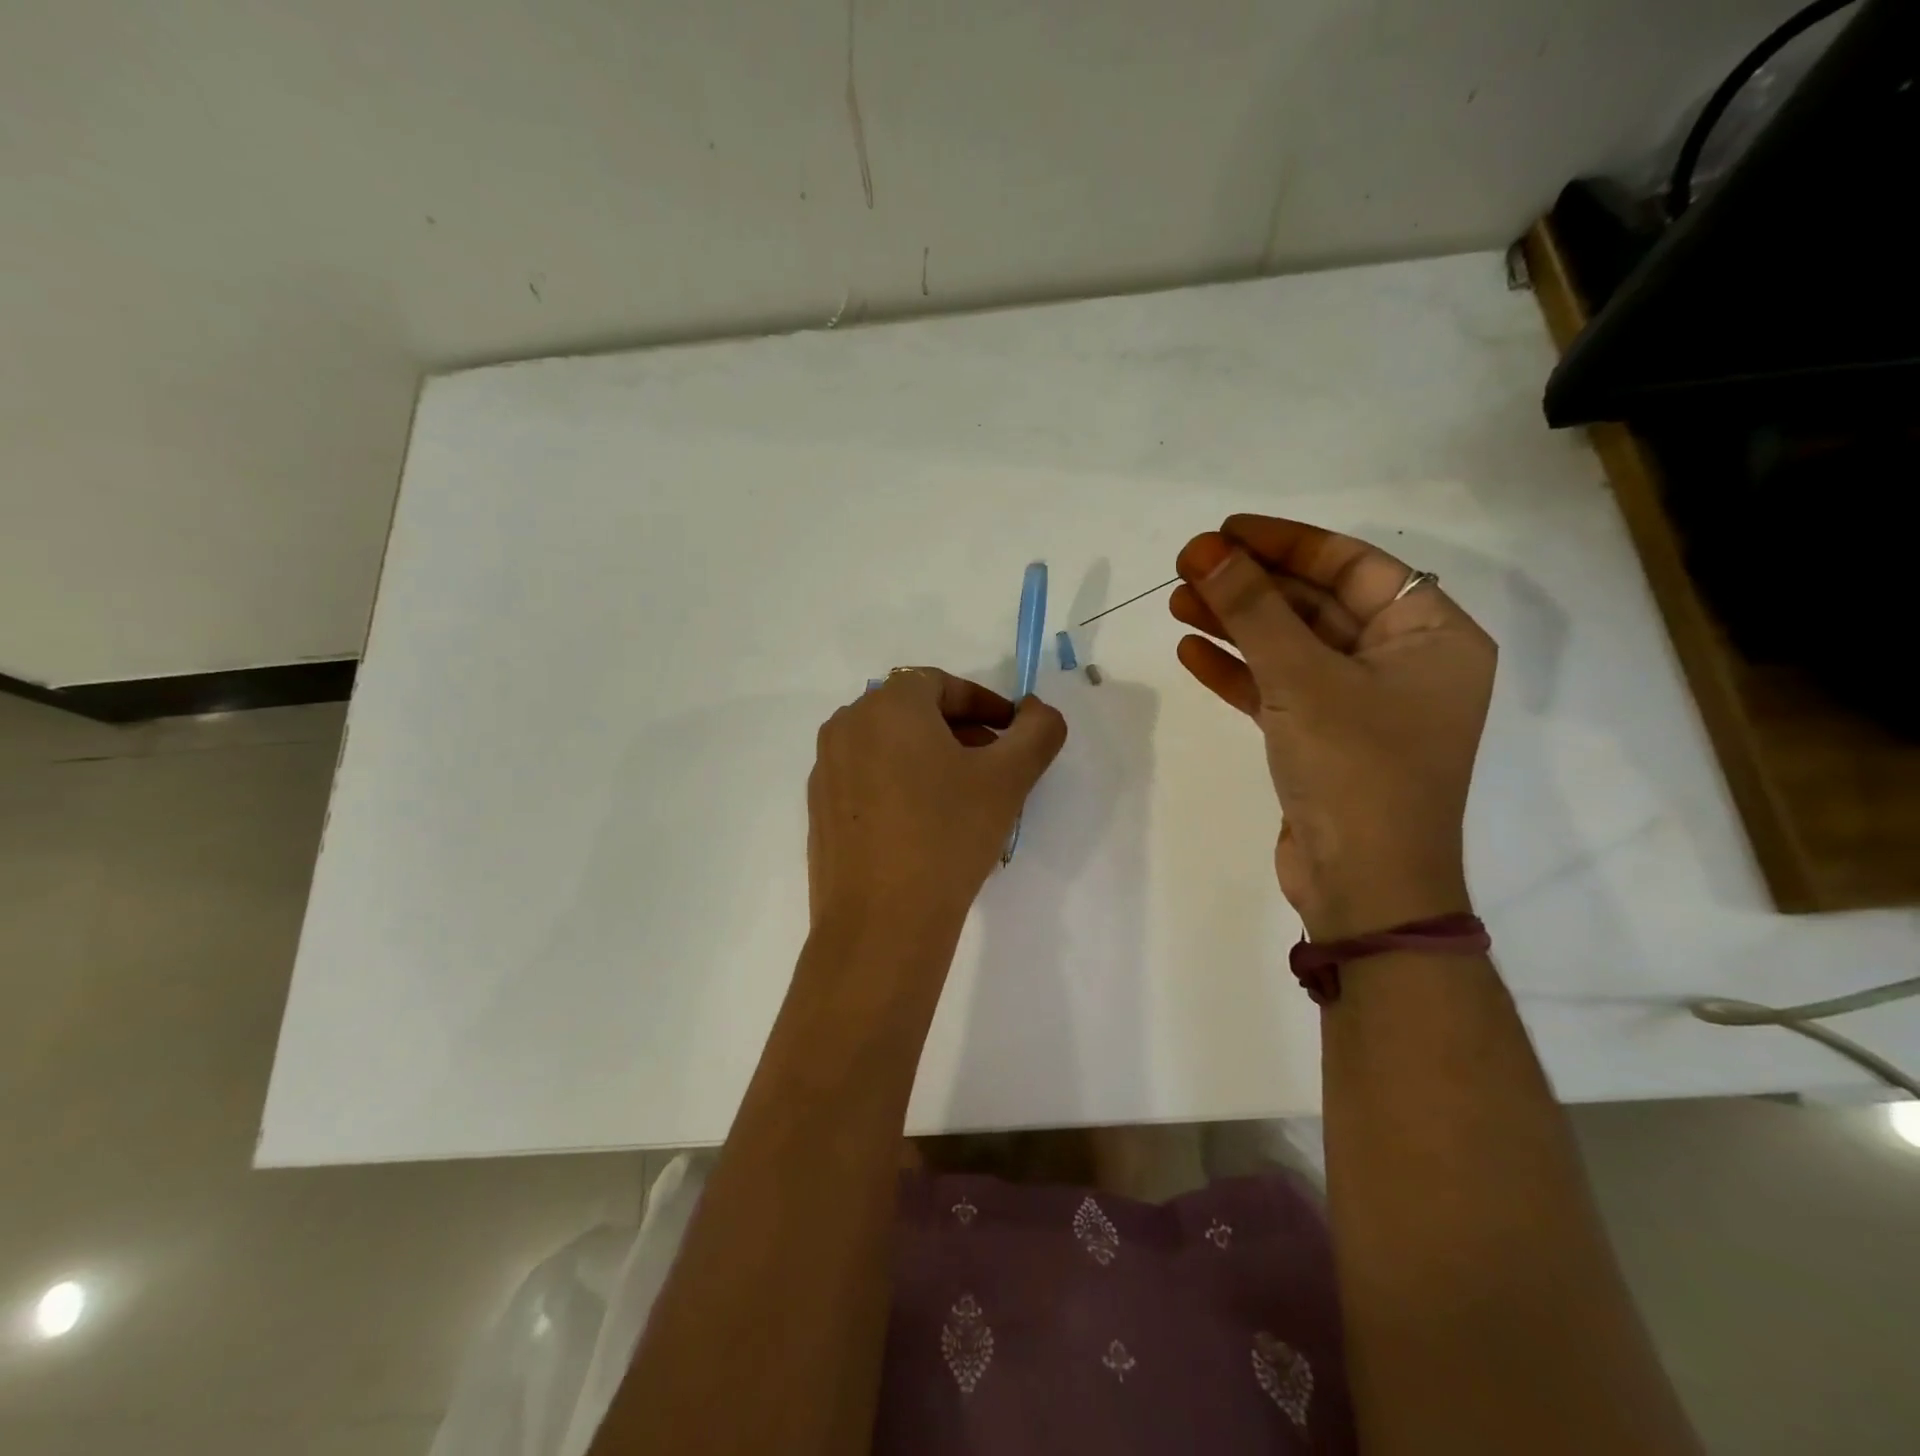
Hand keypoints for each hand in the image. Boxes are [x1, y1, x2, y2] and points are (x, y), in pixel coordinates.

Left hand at [807, 669, 1067, 931]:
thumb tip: (1038, 711)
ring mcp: (827, 768)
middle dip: (960, 731)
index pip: (943, 684)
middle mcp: (847, 725)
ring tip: (963, 798)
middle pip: (913, 712)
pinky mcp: (819, 809)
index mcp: (888, 705)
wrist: (881, 923)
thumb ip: (1037, 731)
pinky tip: (924, 826)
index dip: (985, 704)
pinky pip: (867, 778)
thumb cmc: (948, 836)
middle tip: (994, 765)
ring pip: (889, 746)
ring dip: (930, 758)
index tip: (1013, 733)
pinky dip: (899, 784)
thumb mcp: (1008, 779)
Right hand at [1171, 516, 1494, 939]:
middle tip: (1188, 566)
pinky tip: (1190, 651)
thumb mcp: (1302, 679)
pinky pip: (1278, 689)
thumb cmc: (1356, 770)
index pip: (1354, 567)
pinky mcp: (1324, 739)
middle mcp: (1402, 664)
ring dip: (1236, 624)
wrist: (1364, 888)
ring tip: (1176, 603)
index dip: (1287, 543)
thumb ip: (1252, 609)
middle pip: (1317, 604)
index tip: (1226, 531)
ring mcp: (1361, 705)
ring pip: (1291, 647)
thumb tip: (1204, 550)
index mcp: (1431, 637)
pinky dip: (1237, 671)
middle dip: (1251, 585)